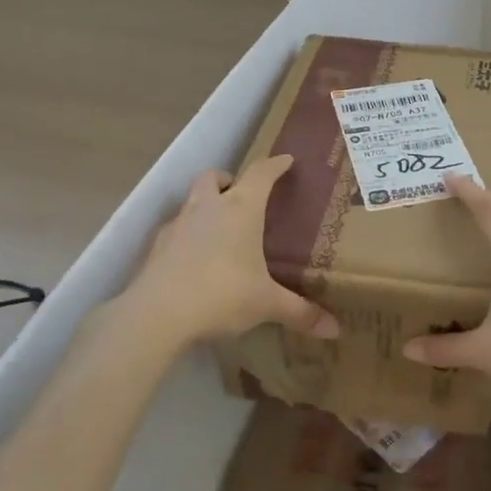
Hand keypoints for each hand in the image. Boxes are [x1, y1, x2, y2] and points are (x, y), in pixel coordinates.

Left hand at [122, 155, 339, 348]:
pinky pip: (176, 230)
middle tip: (242, 195)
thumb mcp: (266, 304)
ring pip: (191, 200)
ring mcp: (177, 224)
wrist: (157, 313)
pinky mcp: (156, 246)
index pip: (261, 174)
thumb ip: (300, 312)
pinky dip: (187, 235)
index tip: (285, 161)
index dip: (275, 165)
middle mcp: (208, 207)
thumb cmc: (222, 293)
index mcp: (241, 209)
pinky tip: (195, 259)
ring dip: (205, 205)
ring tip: (219, 229)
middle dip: (229, 179)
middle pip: (214, 177)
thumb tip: (335, 329)